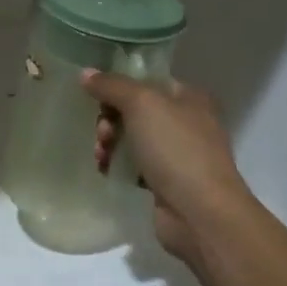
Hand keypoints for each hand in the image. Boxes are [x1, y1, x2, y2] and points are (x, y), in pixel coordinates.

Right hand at [82, 69, 257, 267]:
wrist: (200, 212)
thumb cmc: (175, 149)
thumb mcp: (142, 104)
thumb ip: (112, 85)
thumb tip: (86, 73)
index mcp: (189, 97)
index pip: (147, 81)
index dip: (119, 87)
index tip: (97, 99)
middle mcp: (186, 122)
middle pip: (135, 111)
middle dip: (110, 120)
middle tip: (102, 134)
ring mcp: (178, 154)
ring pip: (132, 139)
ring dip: (110, 143)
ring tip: (101, 156)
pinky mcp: (166, 182)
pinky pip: (134, 166)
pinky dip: (117, 166)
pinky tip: (105, 171)